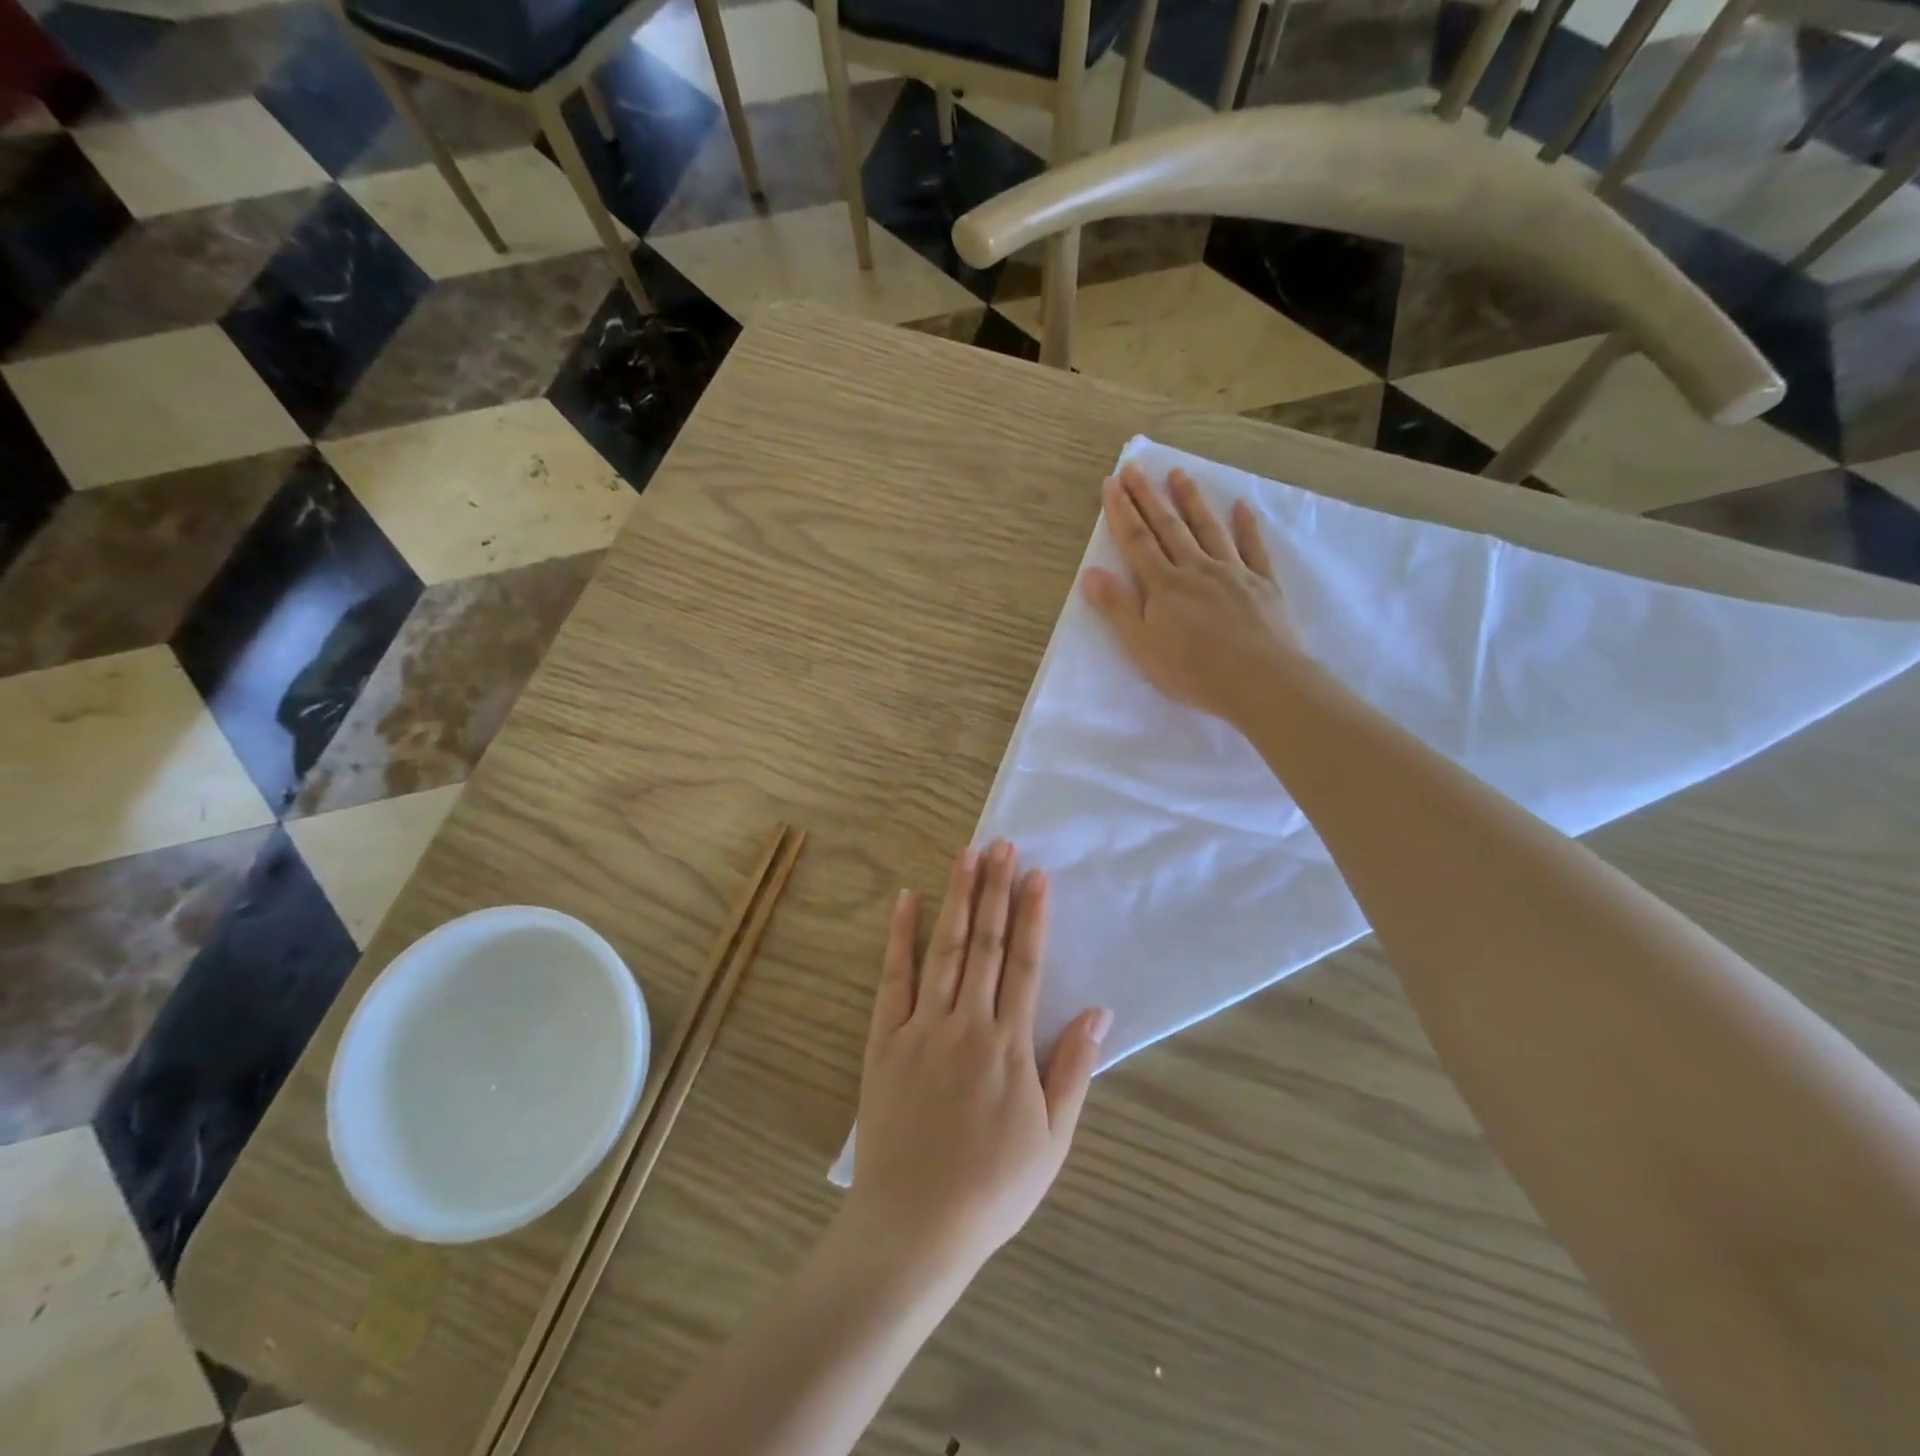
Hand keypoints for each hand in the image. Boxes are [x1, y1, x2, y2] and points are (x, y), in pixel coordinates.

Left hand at [842, 841, 1110, 1285]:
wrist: (916, 1225)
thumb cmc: (993, 1187)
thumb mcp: (1052, 1138)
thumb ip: (1073, 1069)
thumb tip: (1099, 1011)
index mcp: (1009, 1045)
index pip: (1025, 964)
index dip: (1032, 915)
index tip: (1035, 874)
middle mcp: (967, 1023)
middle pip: (985, 944)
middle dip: (995, 890)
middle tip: (1000, 843)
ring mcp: (922, 1027)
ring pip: (943, 949)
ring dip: (956, 898)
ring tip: (965, 855)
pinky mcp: (885, 1039)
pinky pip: (893, 978)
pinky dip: (900, 937)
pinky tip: (906, 900)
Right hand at [1081, 464, 1309, 727]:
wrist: (1260, 681)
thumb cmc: (1193, 670)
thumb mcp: (1142, 645)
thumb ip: (1117, 607)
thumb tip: (1090, 572)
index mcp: (1164, 586)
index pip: (1137, 541)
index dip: (1122, 512)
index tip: (1112, 483)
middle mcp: (1196, 569)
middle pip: (1168, 527)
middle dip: (1148, 497)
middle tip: (1135, 467)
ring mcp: (1232, 573)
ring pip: (1207, 528)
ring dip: (1191, 500)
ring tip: (1178, 474)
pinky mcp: (1262, 584)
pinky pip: (1253, 548)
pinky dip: (1246, 526)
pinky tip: (1241, 507)